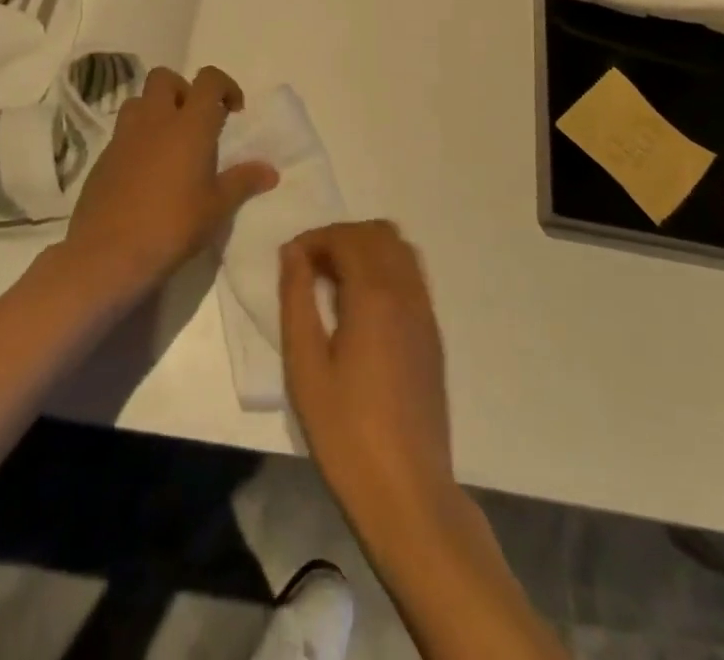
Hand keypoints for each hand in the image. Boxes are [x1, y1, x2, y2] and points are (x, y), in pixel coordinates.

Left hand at [64, 65, 276, 303]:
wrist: (108, 253)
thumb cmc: (172, 225)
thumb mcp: (217, 207)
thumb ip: (243, 182)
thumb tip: (270, 170)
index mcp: (190, 125)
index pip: (208, 80)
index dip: (224, 86)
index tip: (234, 111)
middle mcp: (155, 119)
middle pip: (165, 78)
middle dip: (183, 90)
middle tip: (196, 122)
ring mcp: (124, 136)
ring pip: (139, 101)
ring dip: (156, 110)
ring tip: (169, 142)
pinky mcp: (103, 157)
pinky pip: (123, 132)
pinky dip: (137, 138)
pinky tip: (146, 172)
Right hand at [279, 221, 455, 529]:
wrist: (408, 491)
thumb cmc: (346, 432)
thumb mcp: (305, 366)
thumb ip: (297, 299)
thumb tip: (293, 253)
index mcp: (375, 294)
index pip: (346, 236)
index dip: (315, 238)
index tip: (290, 261)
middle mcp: (407, 291)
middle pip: (377, 232)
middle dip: (340, 238)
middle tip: (310, 269)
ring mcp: (426, 311)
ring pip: (400, 249)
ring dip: (366, 249)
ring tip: (334, 283)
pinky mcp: (433, 333)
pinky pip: (412, 275)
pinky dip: (386, 268)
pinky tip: (362, 306)